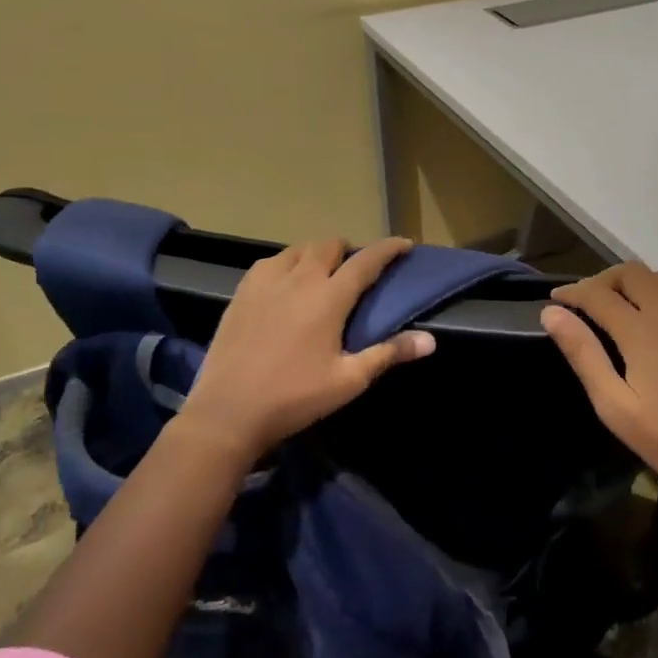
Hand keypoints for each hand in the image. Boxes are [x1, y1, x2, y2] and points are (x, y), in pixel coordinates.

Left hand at [184, 237, 435, 460]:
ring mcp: (266, 282)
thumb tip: (430, 340)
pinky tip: (286, 283)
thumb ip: (389, 353)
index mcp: (329, 297)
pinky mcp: (241, 292)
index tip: (404, 244)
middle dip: (349, 250)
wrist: (227, 412)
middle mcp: (299, 279)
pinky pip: (270, 262)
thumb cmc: (294, 397)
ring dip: (317, 254)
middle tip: (357, 269)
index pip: (366, 260)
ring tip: (322, 273)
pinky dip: (287, 264)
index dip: (388, 249)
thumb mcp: (348, 380)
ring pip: (298, 249)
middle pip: (329, 245)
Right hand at [540, 263, 657, 510]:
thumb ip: (583, 354)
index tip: (554, 301)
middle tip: (585, 305)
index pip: (597, 293)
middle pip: (632, 273)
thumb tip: (552, 314)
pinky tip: (657, 325)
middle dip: (602, 281)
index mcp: (643, 329)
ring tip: (618, 309)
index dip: (572, 293)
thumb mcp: (616, 406)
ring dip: (634, 283)